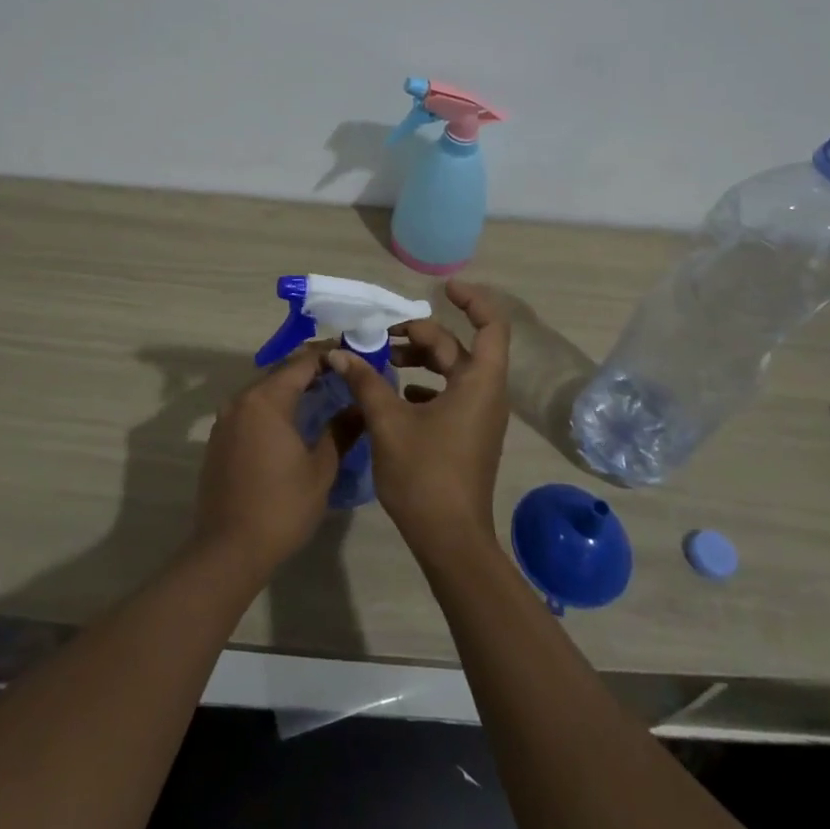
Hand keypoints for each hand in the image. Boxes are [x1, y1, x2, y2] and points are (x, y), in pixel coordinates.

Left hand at [190, 346, 353, 581]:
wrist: (229, 549)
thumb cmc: (282, 507)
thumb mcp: (321, 469)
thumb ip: (341, 431)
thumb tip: (360, 407)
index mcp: (266, 400)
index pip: (302, 363)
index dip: (328, 356)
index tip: (353, 355)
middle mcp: (241, 400)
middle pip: (280, 373)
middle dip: (310, 371)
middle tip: (343, 375)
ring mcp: (225, 420)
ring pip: (263, 391)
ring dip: (290, 390)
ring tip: (323, 396)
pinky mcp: (219, 439)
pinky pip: (250, 411)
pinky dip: (272, 409)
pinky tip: (293, 423)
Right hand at [325, 279, 511, 565]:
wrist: (450, 540)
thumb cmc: (425, 475)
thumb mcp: (389, 422)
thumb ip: (365, 381)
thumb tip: (338, 353)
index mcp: (479, 383)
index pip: (491, 325)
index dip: (472, 300)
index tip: (444, 288)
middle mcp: (485, 393)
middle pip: (457, 347)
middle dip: (420, 335)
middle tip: (379, 336)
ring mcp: (478, 416)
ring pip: (451, 371)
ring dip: (419, 360)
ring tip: (382, 360)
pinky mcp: (467, 434)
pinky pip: (448, 394)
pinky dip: (424, 385)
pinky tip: (394, 393)